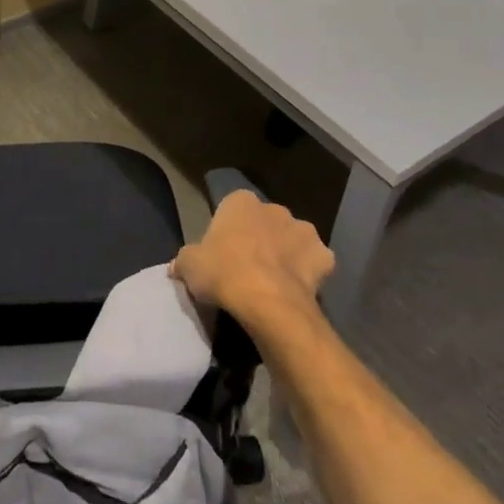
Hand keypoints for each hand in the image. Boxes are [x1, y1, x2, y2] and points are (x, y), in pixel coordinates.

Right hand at [170, 189, 333, 325]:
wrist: (267, 302)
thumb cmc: (223, 273)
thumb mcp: (189, 266)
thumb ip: (184, 260)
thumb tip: (178, 265)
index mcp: (240, 201)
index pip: (233, 209)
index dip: (229, 232)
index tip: (224, 254)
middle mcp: (274, 208)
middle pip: (265, 222)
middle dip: (261, 239)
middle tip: (248, 269)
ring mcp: (304, 230)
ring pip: (293, 239)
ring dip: (287, 253)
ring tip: (274, 282)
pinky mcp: (325, 256)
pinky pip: (316, 262)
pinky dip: (310, 273)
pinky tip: (298, 290)